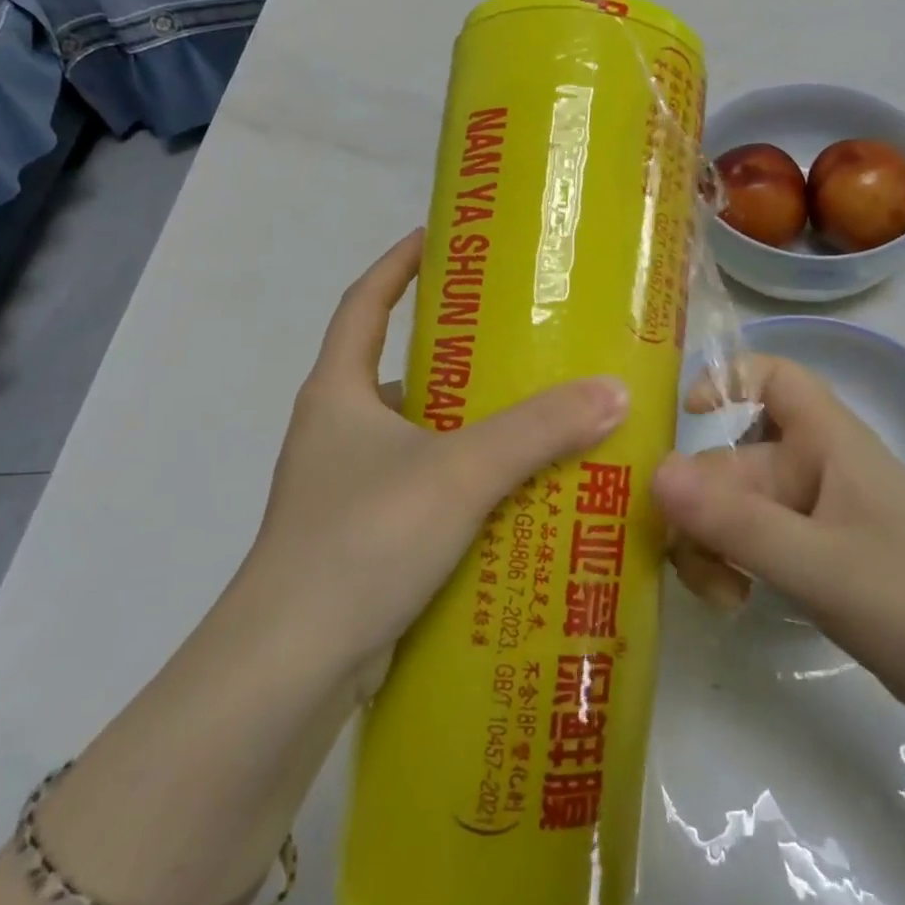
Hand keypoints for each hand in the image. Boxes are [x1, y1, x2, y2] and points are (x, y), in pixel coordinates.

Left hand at [225, 230, 629, 688]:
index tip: (442, 238)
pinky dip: (465, 484)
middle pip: (400, 371)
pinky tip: (516, 498)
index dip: (398, 264)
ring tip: (538, 419)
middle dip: (459, 355)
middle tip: (526, 343)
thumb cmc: (362, 540)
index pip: (363, 303)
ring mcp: (346, 488)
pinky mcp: (364, 538)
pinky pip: (425, 490)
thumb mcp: (457, 473)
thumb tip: (613, 391)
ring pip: (419, 437)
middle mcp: (336, 431)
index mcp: (338, 393)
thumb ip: (536, 431)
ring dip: (470, 428)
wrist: (291, 667)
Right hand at [653, 356, 904, 730]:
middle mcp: (815, 470)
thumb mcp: (818, 564)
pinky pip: (749, 543)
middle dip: (698, 504)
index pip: (776, 378)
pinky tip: (730, 603)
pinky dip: (729, 565)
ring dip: (709, 543)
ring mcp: (813, 517)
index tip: (684, 418)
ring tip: (717, 593)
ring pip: (733, 508)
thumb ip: (735, 522)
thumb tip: (653, 473)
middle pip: (732, 460)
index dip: (727, 380)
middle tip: (684, 559)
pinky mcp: (812, 558)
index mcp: (829, 444)